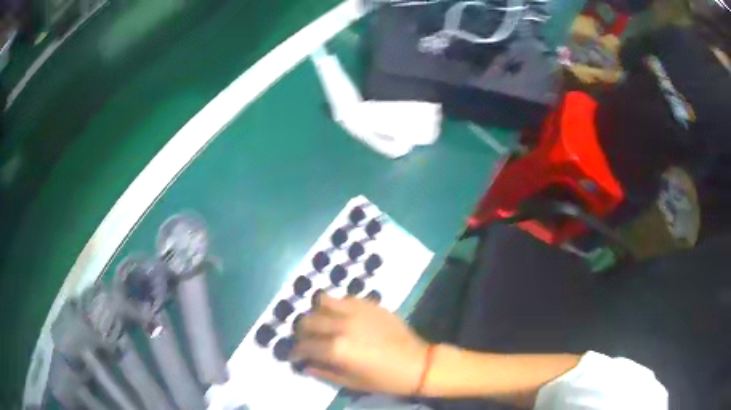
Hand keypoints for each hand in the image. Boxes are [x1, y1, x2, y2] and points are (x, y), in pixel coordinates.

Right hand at [292, 294, 428, 395]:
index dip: (295, 351)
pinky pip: (344, 298)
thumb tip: (305, 364)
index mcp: (336, 349)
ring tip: (322, 323)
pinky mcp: (370, 304)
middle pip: (307, 320)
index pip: (304, 345)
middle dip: (302, 331)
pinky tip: (342, 317)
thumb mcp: (351, 383)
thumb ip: (324, 372)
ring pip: (322, 301)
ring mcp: (356, 311)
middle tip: (307, 340)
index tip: (295, 355)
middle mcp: (342, 325)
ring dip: (317, 313)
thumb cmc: (384, 379)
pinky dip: (337, 306)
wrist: (417, 363)